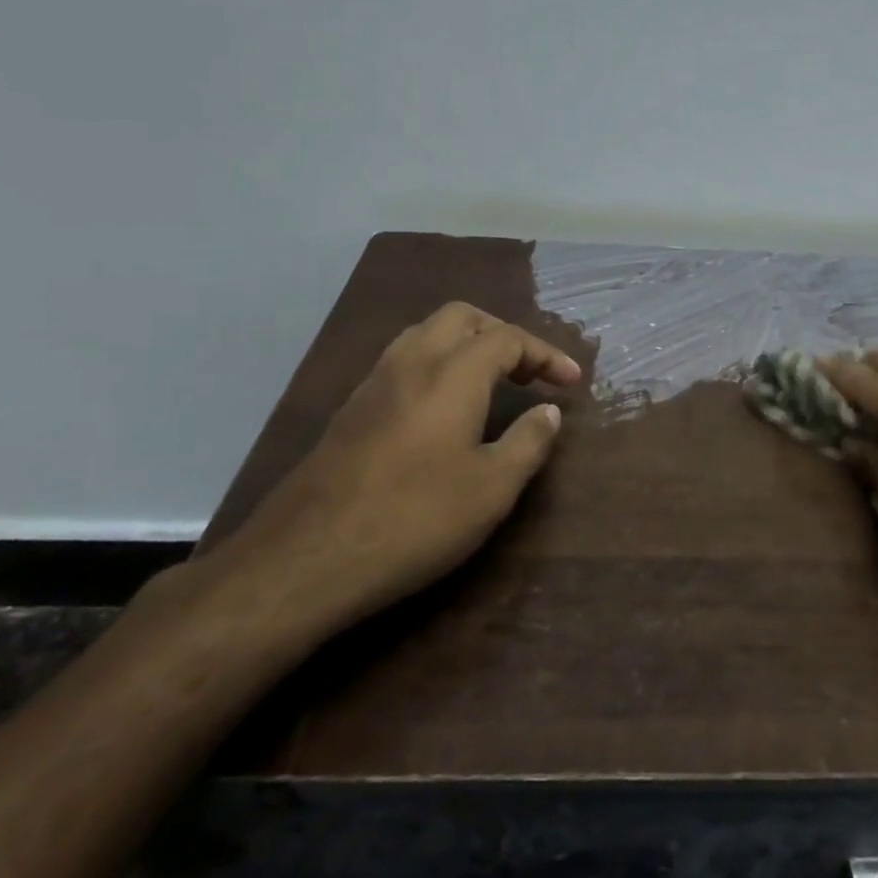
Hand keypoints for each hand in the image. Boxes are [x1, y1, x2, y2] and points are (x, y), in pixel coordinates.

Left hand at [191, 302, 582, 649]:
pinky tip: (444, 409)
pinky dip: (437, 364)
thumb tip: (548, 412)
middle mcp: (411, 362)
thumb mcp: (491, 489)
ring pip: (427, 334)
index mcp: (452, 373)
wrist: (305, 558)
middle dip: (503, 334)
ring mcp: (374, 383)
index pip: (508, 338)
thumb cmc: (413, 519)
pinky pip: (404, 361)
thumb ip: (529, 442)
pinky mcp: (351, 409)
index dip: (546, 354)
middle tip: (528, 372)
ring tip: (491, 382)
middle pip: (463, 318)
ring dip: (467, 345)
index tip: (572, 381)